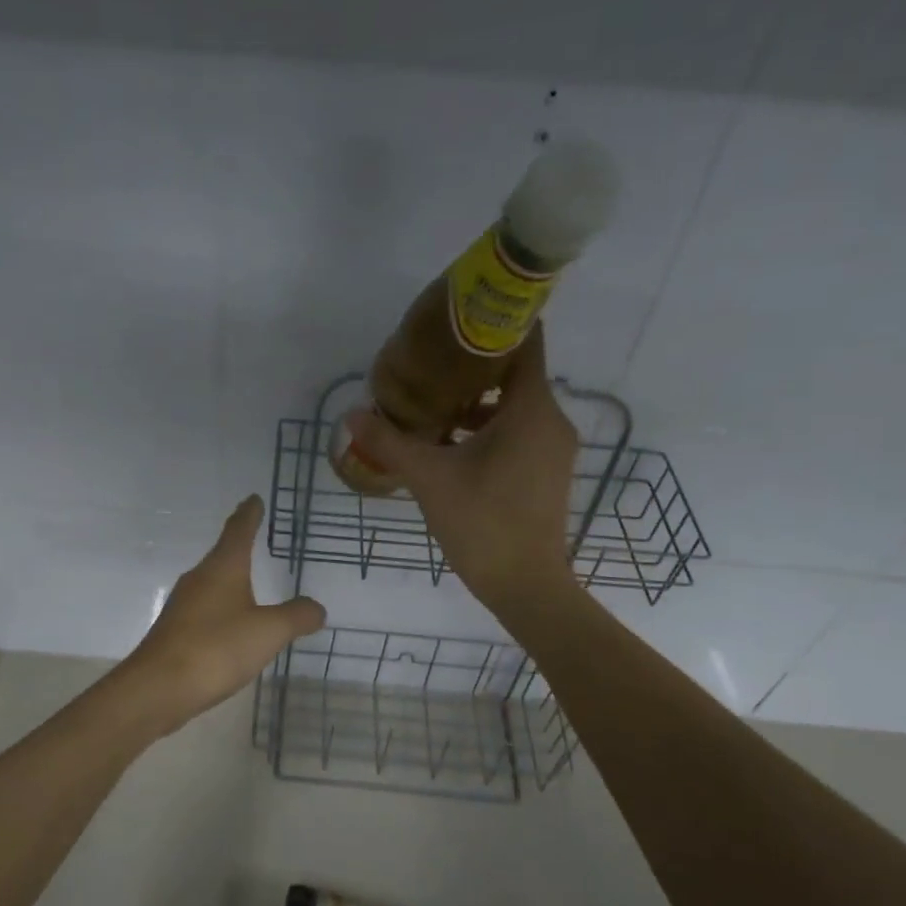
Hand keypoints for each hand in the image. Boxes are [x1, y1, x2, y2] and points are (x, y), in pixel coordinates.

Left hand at [119, 495, 325, 734]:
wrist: (158, 688)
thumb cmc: (216, 649)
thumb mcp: (268, 632)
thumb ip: (297, 617)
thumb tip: (316, 608)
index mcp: (222, 569)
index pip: (238, 531)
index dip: (249, 514)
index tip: (254, 498)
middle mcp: (199, 580)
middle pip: (222, 554)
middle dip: (238, 544)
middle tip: (254, 535)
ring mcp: (183, 606)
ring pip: (212, 583)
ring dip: (230, 578)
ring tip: (248, 580)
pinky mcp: (176, 632)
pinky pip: (206, 611)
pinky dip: (222, 609)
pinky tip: (231, 626)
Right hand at [344, 332, 579, 617]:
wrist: (525, 586)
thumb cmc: (481, 524)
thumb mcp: (429, 479)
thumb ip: (390, 442)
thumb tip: (352, 414)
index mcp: (531, 409)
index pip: (524, 342)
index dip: (493, 324)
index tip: (456, 319)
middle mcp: (551, 420)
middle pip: (515, 375)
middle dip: (473, 368)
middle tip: (428, 366)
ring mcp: (553, 449)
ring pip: (516, 408)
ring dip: (478, 405)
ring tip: (433, 409)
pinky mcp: (547, 473)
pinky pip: (520, 433)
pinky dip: (490, 431)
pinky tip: (452, 446)